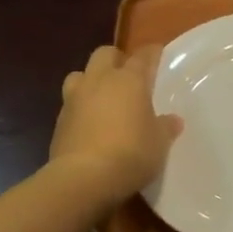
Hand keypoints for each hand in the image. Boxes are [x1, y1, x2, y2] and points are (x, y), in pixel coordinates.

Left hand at [50, 44, 182, 205]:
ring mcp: (74, 99)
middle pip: (104, 54)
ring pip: (80, 74)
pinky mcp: (59, 120)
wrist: (82, 178)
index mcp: (128, 80)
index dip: (151, 53)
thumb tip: (173, 120)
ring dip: (91, 80)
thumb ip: (165, 127)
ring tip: (103, 97)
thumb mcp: (159, 143)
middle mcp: (99, 81)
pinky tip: (91, 123)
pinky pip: (71, 103)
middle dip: (116, 59)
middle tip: (128, 75)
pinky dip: (81, 107)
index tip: (158, 53)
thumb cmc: (130, 153)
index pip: (142, 56)